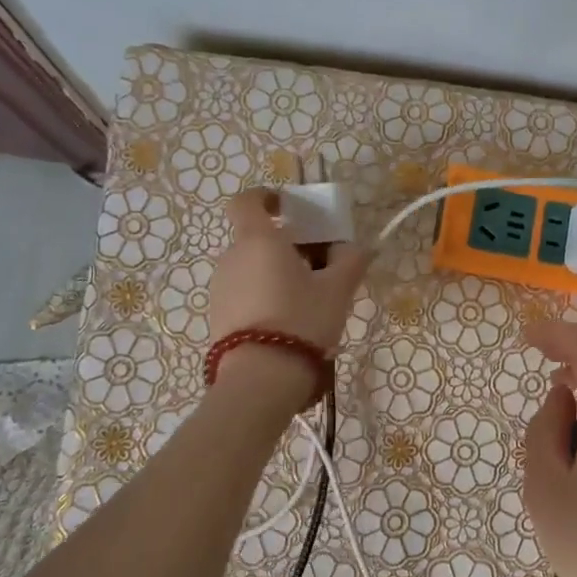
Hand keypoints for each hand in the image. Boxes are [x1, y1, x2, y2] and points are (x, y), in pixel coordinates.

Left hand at [210, 188, 372, 358]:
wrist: (260, 379)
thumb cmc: (301, 320)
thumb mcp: (337, 290)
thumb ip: (350, 261)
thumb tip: (358, 247)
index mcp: (258, 240)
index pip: (247, 201)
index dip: (266, 197)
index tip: (289, 207)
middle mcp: (232, 258)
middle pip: (256, 238)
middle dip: (285, 245)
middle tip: (318, 264)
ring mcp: (220, 289)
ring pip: (251, 268)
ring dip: (275, 273)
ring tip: (307, 298)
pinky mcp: (217, 317)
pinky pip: (243, 293)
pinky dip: (264, 296)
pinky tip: (288, 321)